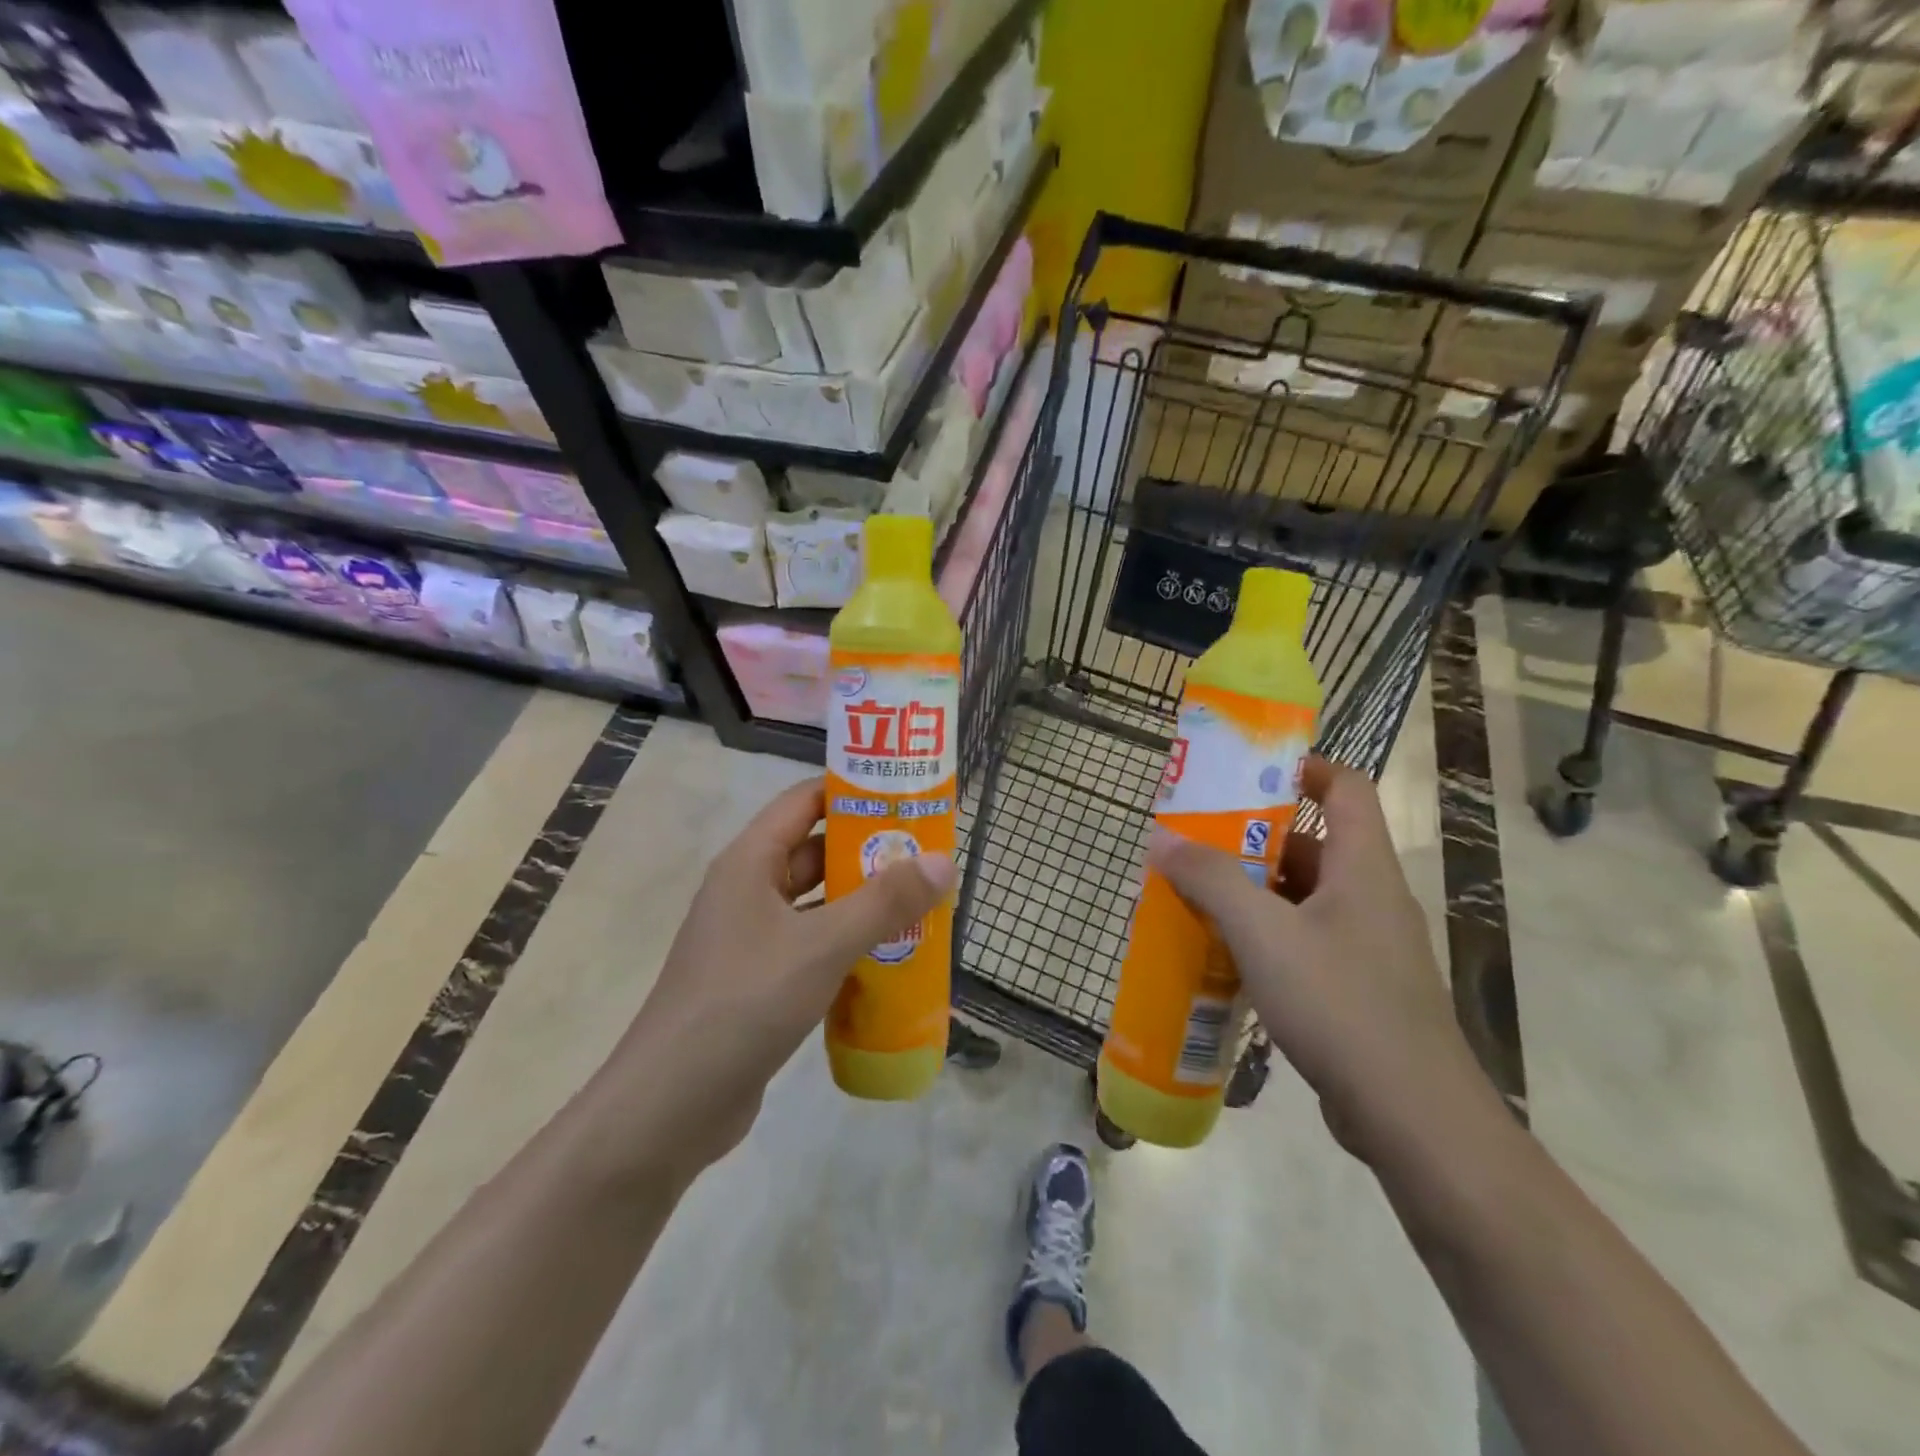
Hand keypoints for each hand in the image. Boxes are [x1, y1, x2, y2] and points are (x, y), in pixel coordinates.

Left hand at [600, 779, 955, 1179]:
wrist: (671, 1106)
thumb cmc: (744, 1002)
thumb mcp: (822, 944)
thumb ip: (885, 902)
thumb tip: (943, 860)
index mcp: (750, 862)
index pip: (805, 801)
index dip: (853, 791)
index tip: (906, 795)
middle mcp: (748, 891)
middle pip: (816, 852)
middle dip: (870, 852)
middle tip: (928, 855)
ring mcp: (752, 939)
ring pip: (818, 904)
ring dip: (864, 903)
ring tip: (923, 904)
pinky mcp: (760, 982)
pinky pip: (813, 947)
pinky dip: (849, 946)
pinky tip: (891, 959)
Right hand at [1147, 755, 1494, 1161]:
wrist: (1414, 1118)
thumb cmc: (1341, 1005)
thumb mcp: (1263, 934)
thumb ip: (1211, 880)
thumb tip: (1162, 838)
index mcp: (1362, 868)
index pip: (1345, 788)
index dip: (1302, 768)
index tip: (1245, 772)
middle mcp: (1370, 898)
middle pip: (1312, 844)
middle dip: (1251, 839)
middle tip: (1195, 841)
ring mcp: (1367, 946)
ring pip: (1302, 897)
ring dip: (1252, 892)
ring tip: (1195, 896)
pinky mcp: (1357, 988)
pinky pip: (1303, 941)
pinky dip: (1263, 936)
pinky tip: (1222, 956)